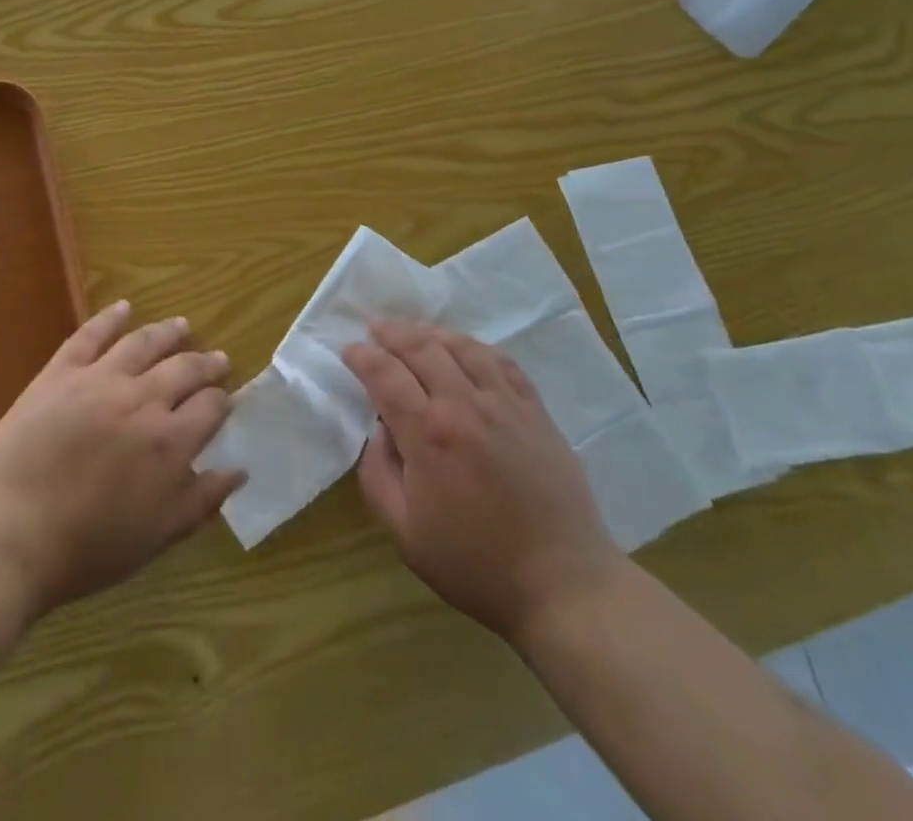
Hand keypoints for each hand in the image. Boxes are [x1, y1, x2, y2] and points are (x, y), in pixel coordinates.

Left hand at [0, 301, 243, 617]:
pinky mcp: (61, 373)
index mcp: (170, 442)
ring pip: (144, 344)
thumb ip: (201, 501)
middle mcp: (143, 400)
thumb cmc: (85, 548)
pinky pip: (90, 335)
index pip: (210, 408)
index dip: (222, 402)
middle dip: (206, 363)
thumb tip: (239, 470)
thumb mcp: (156, 537)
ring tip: (183, 325)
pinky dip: (109, 317)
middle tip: (218, 359)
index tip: (224, 401)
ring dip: (168, 332)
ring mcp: (100, 380)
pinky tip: (124, 306)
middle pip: (184, 369)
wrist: (8, 534)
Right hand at [343, 321, 626, 646]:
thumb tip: (376, 432)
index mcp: (428, 434)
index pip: (385, 375)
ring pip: (462, 346)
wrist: (563, 583)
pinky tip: (466, 349)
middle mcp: (465, 405)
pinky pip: (502, 361)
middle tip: (374, 329)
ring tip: (414, 332)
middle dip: (392, 334)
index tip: (349, 350)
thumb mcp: (405, 534)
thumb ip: (377, 476)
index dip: (363, 356)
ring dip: (431, 333)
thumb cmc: (476, 565)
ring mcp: (505, 403)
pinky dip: (476, 347)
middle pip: (422, 348)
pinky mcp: (536, 410)